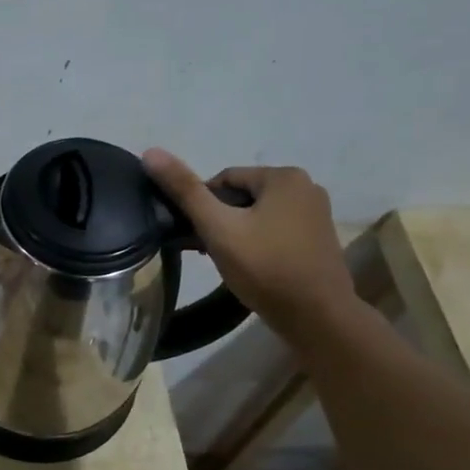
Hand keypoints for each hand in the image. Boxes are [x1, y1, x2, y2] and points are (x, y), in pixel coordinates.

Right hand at [142, 149, 355, 335]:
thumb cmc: (265, 268)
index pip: (224, 180)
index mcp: (284, 176)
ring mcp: (317, 214)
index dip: (202, 206)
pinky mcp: (319, 239)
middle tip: (209, 252)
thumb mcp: (218, 228)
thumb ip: (185, 191)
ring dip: (238, 234)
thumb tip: (151, 152)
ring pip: (259, 216)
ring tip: (228, 262)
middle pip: (243, 197)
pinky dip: (259, 244)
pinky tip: (251, 268)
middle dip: (221, 221)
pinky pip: (277, 231)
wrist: (316, 317)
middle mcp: (306, 186)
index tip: (196, 236)